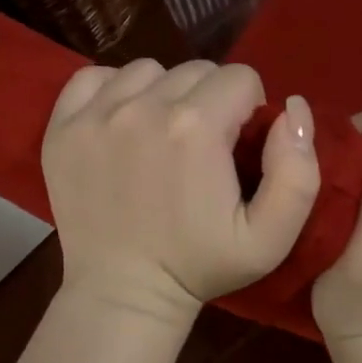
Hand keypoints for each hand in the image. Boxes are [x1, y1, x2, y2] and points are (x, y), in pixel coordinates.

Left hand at [42, 59, 319, 330]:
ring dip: (163, 94)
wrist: (122, 293)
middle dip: (209, 100)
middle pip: (195, 70)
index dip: (248, 109)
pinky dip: (111, 91)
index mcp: (196, 126)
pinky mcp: (62, 126)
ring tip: (161, 136)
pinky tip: (121, 122)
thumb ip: (298, 171)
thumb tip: (292, 107)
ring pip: (147, 70)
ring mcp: (96, 114)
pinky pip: (92, 77)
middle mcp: (143, 107)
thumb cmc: (200, 264)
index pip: (240, 77)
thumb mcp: (271, 237)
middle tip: (201, 147)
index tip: (236, 145)